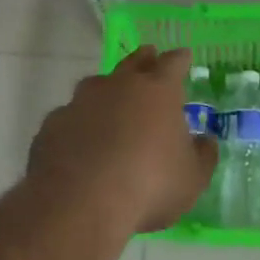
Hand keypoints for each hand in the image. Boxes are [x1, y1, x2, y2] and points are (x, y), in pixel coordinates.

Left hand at [28, 46, 216, 233]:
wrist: (80, 204)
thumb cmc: (149, 185)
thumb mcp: (192, 179)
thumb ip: (202, 156)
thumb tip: (205, 141)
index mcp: (158, 91)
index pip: (173, 63)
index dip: (180, 59)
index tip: (184, 56)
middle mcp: (118, 86)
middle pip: (134, 62)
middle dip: (144, 59)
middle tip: (149, 56)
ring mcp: (80, 102)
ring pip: (96, 85)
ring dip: (106, 91)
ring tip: (110, 103)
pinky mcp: (53, 125)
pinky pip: (70, 117)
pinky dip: (78, 124)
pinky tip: (79, 143)